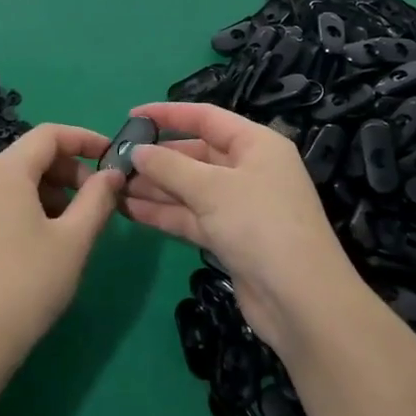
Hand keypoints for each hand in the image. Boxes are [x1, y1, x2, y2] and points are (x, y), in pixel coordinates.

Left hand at [0, 124, 124, 379]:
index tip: (113, 158)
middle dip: (70, 169)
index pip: (49, 134)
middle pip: (32, 154)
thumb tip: (114, 173)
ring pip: (18, 178)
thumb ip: (97, 199)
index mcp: (5, 171)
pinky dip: (31, 204)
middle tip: (99, 200)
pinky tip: (47, 238)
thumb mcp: (73, 240)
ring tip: (76, 224)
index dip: (85, 139)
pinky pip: (3, 198)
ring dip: (53, 190)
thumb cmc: (28, 285)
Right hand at [121, 101, 359, 350]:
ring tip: (114, 186)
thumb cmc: (259, 224)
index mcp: (256, 144)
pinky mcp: (230, 237)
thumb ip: (169, 166)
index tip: (132, 115)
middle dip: (157, 157)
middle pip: (195, 154)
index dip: (168, 114)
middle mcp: (249, 169)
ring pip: (189, 188)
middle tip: (116, 160)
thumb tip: (137, 151)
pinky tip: (129, 210)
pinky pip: (191, 216)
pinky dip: (164, 212)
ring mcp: (239, 206)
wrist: (300, 301)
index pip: (206, 118)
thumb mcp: (211, 188)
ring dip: (154, 187)